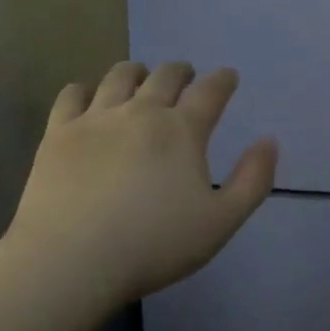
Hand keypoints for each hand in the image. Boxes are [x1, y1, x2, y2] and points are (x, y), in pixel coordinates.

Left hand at [6, 61, 277, 308]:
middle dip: (180, 71)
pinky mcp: (59, 131)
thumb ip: (251, 181)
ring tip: (139, 77)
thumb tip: (270, 141)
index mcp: (182, 130)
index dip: (223, 79)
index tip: (228, 76)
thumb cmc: (151, 246)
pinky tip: (86, 97)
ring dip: (136, 72)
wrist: (71, 259)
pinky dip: (83, 90)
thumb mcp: (219, 224)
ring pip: (120, 76)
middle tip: (185, 76)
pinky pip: (72, 95)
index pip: (210, 91)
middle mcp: (141, 111)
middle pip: (165, 75)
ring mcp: (97, 117)